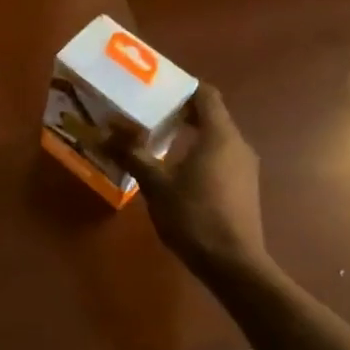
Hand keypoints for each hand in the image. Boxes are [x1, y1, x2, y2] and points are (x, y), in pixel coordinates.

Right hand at [114, 86, 271, 280]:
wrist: (233, 263)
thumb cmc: (194, 217)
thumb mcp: (156, 185)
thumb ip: (133, 154)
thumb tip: (106, 132)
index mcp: (219, 135)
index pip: (205, 95)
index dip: (181, 87)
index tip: (154, 88)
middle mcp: (237, 144)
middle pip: (210, 115)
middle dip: (179, 111)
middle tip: (145, 113)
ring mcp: (244, 167)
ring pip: (214, 138)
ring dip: (187, 135)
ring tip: (154, 141)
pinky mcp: (243, 186)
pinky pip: (219, 157)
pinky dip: (197, 154)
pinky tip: (174, 170)